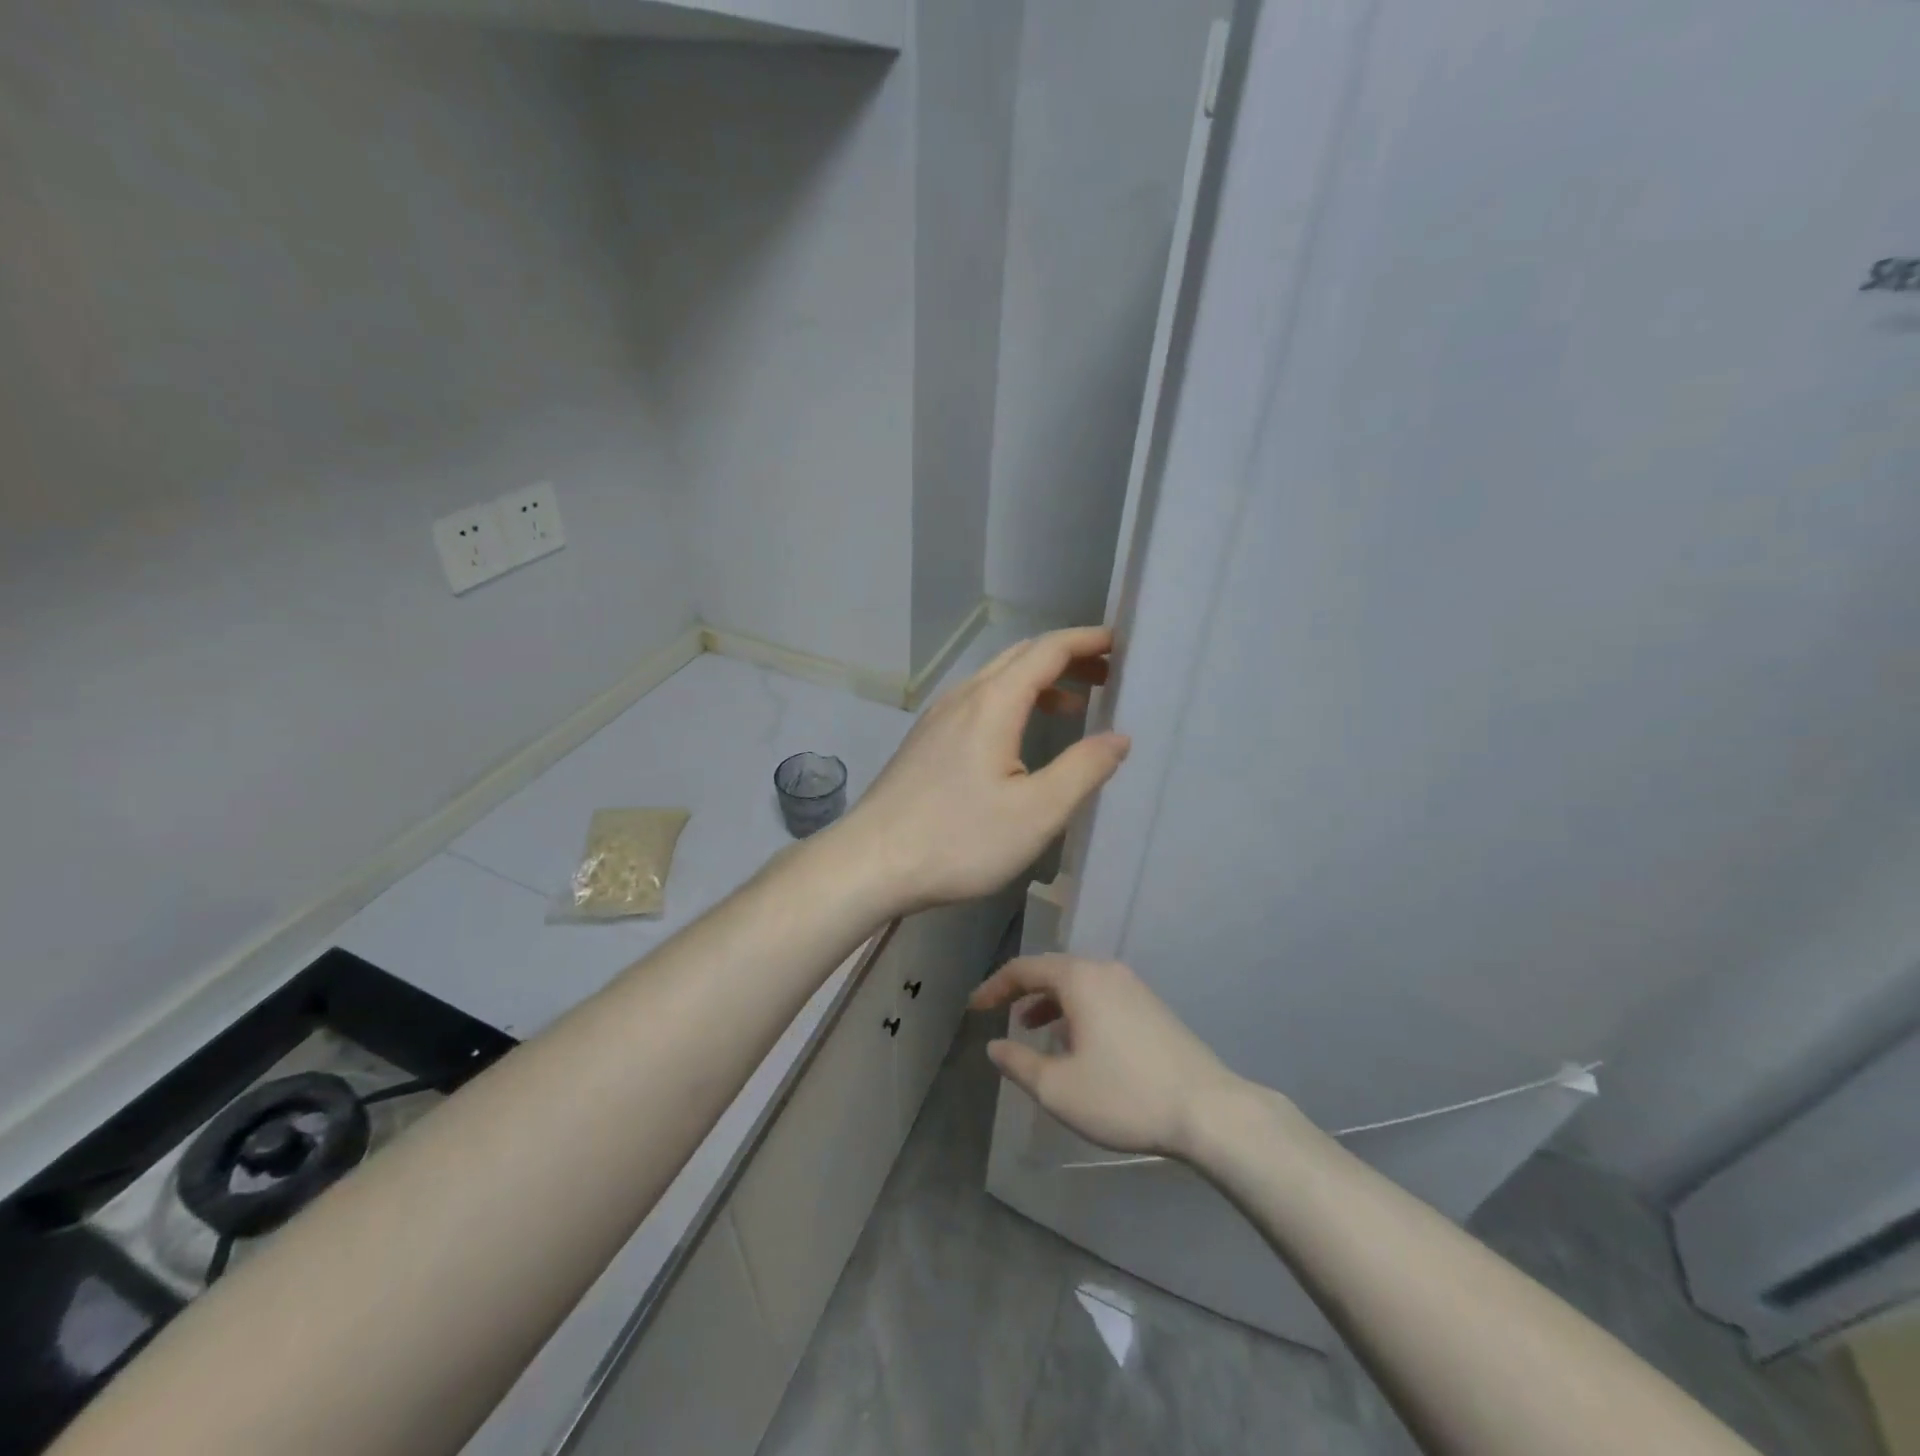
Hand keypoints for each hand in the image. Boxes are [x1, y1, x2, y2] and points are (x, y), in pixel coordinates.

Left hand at [838, 627, 1129, 912]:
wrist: (870, 863)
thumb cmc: (958, 839)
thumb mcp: (1036, 812)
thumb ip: (1084, 770)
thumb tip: (1119, 737)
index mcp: (992, 703)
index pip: (1046, 650)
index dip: (1086, 641)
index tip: (1121, 642)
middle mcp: (963, 697)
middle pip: (1020, 657)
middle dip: (1066, 657)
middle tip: (1107, 673)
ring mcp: (937, 718)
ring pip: (996, 680)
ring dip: (1038, 682)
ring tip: (1075, 706)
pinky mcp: (925, 742)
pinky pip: (978, 703)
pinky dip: (1012, 703)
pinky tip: (1019, 738)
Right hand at [968, 955, 1248, 1159]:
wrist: (1208, 1110)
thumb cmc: (1123, 1095)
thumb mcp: (1058, 1088)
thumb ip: (1018, 1064)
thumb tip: (994, 1046)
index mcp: (1080, 979)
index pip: (1024, 969)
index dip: (994, 986)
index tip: (974, 1008)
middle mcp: (1105, 971)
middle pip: (1053, 970)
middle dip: (1022, 991)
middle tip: (999, 1014)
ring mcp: (1133, 986)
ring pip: (1079, 984)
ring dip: (1050, 1002)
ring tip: (1032, 1030)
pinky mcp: (1152, 1006)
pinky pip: (1101, 995)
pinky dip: (1077, 1010)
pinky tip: (1076, 1043)